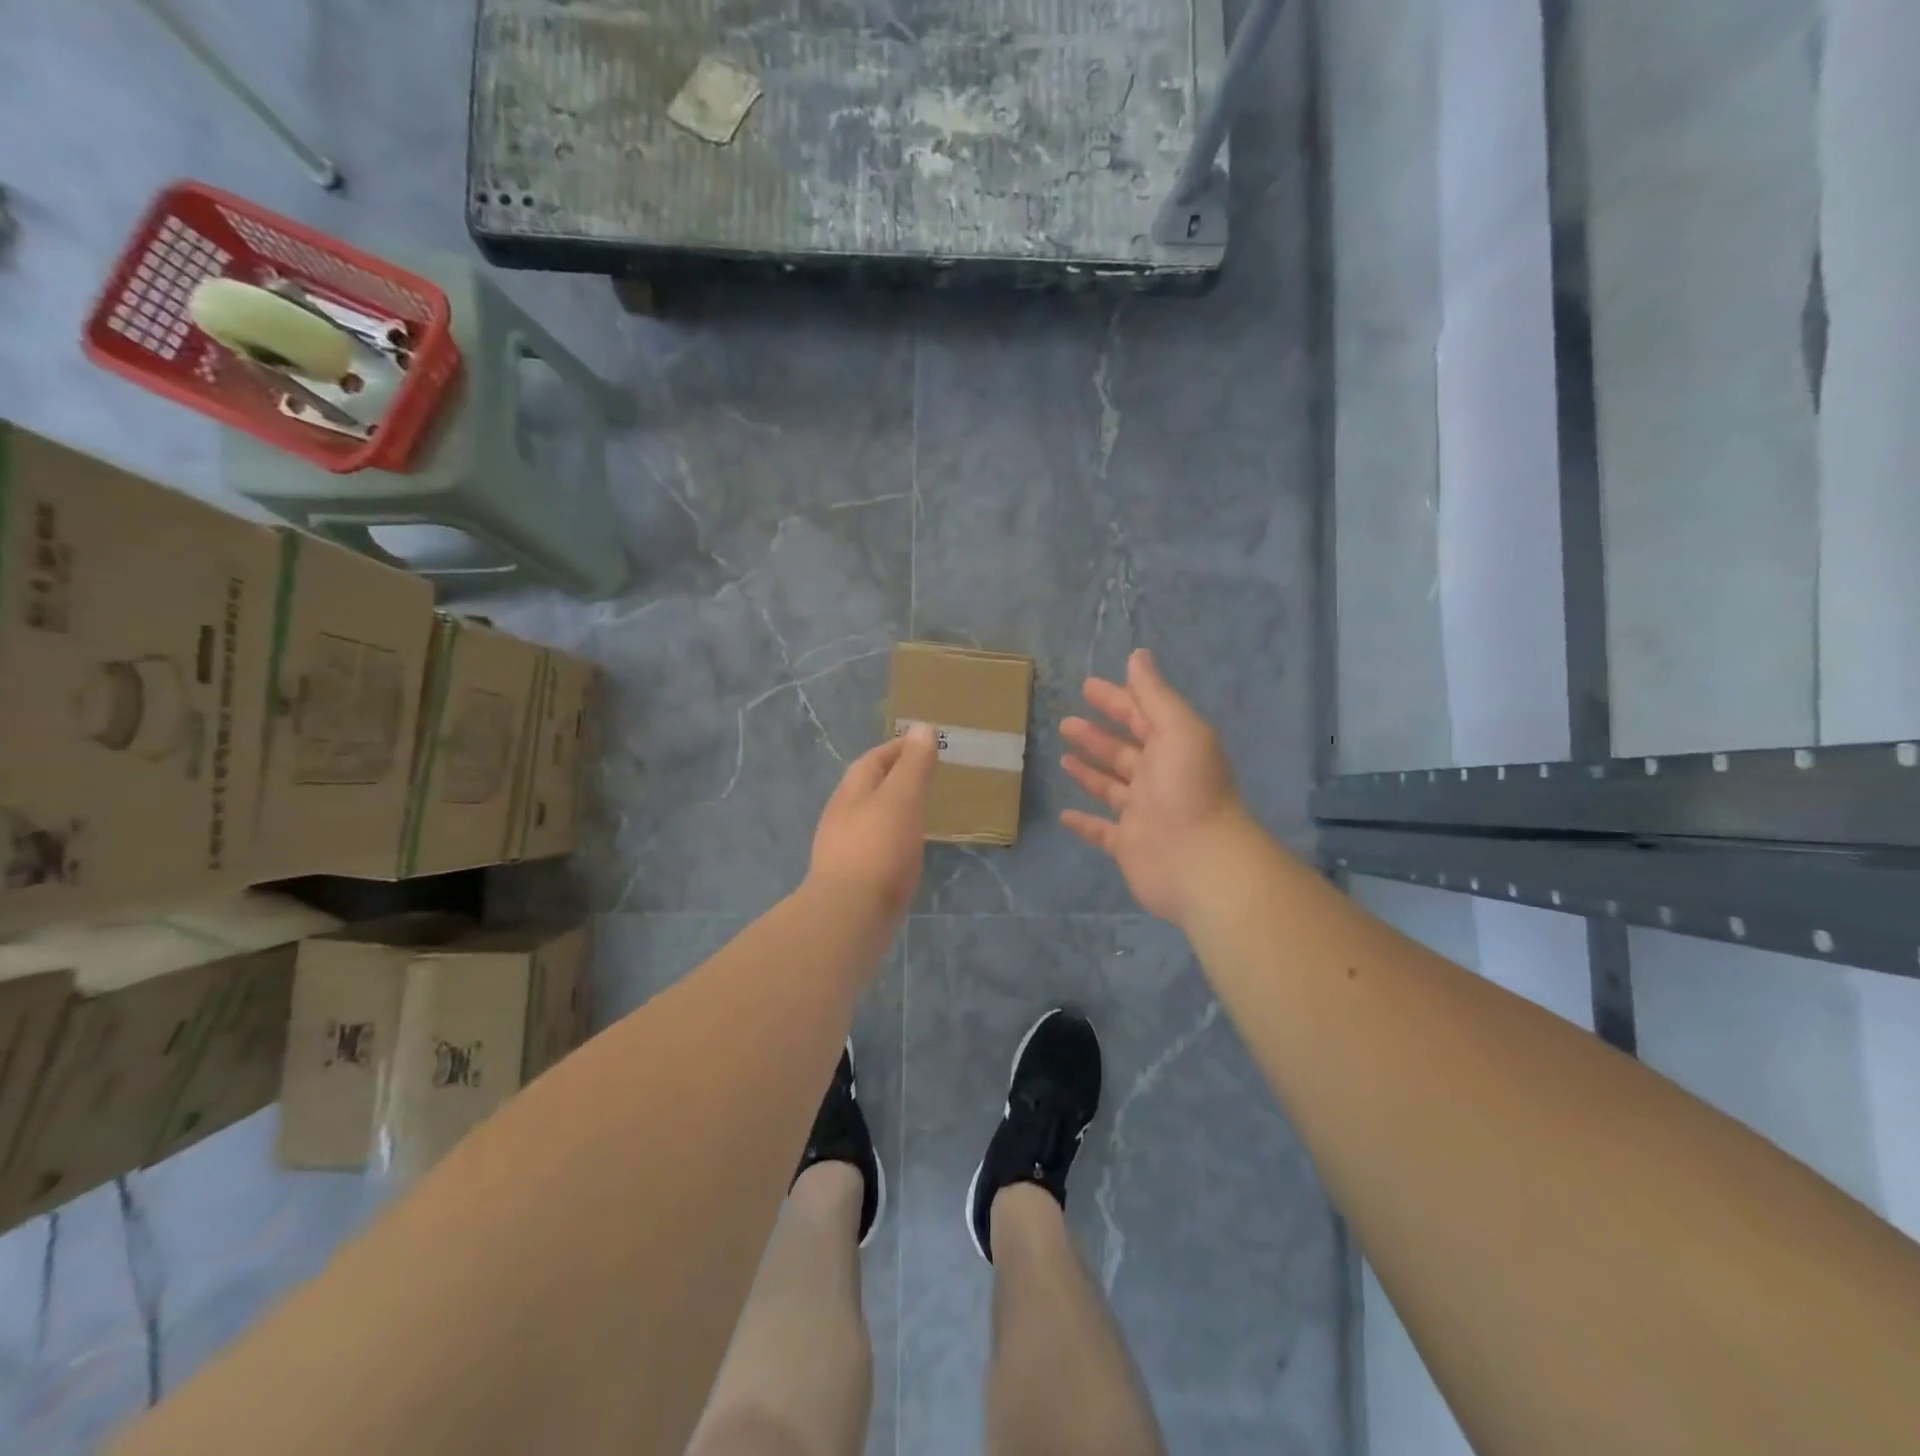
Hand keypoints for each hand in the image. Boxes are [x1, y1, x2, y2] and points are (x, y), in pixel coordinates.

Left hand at [808, 724, 937, 919]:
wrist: (848, 915)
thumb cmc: (878, 849)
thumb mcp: (901, 799)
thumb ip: (913, 766)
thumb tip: (922, 729)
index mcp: (851, 792)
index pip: (873, 759)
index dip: (898, 748)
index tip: (924, 744)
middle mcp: (840, 816)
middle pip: (866, 787)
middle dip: (893, 778)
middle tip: (924, 777)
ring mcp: (841, 848)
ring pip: (868, 818)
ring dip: (890, 809)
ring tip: (918, 812)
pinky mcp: (850, 878)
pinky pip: (872, 846)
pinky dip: (890, 838)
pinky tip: (904, 851)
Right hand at [1061, 649, 1247, 924]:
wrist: (1200, 863)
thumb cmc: (1187, 789)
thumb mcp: (1178, 730)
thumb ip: (1155, 695)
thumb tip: (1138, 655)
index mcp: (1172, 748)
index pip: (1140, 717)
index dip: (1115, 700)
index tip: (1087, 687)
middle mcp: (1158, 778)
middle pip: (1123, 751)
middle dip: (1097, 735)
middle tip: (1066, 722)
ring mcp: (1142, 813)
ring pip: (1110, 787)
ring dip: (1089, 772)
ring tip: (1063, 756)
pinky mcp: (1127, 845)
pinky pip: (1101, 831)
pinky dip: (1084, 823)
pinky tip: (1064, 814)